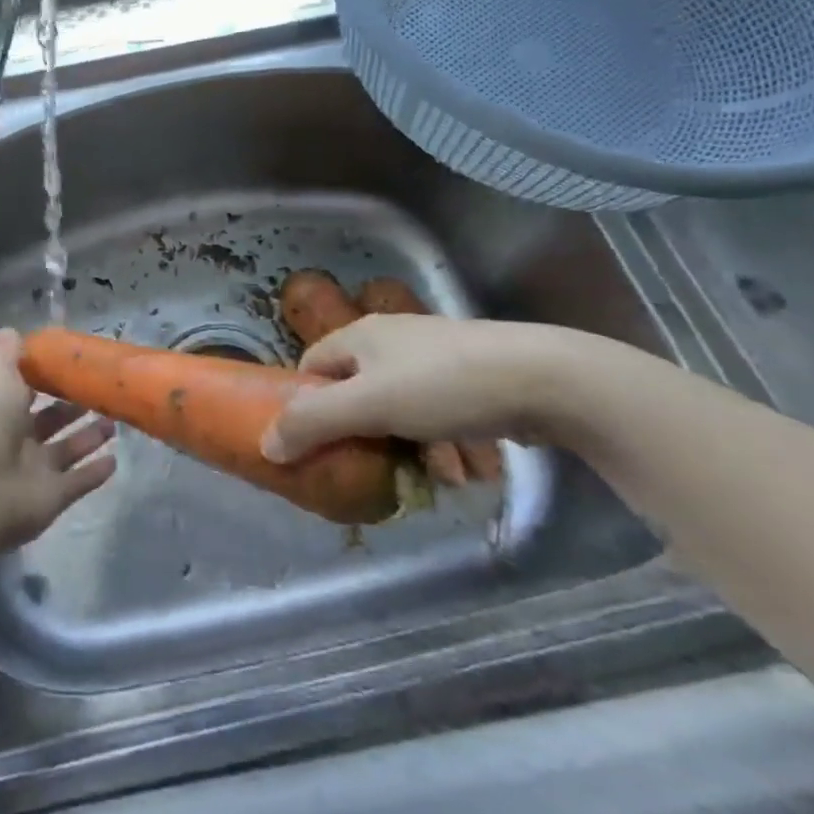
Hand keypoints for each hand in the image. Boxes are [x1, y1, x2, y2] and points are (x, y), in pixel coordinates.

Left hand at [0, 330, 116, 551]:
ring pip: (65, 448)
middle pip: (46, 417)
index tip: (71, 360)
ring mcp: (29, 469)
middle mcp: (8, 435)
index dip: (42, 373)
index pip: (18, 384)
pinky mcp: (48, 497)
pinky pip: (77, 482)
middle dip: (72, 405)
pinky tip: (116, 459)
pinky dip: (94, 472)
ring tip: (116, 420)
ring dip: (89, 436)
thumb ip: (7, 353)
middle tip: (102, 389)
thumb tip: (11, 330)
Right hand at [261, 314, 572, 464]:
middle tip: (368, 467)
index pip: (311, 367)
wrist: (547, 378)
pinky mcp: (471, 377)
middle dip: (361, 433)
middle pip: (355, 390)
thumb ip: (313, 423)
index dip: (305, 404)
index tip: (313, 443)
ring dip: (405, 445)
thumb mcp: (368, 405)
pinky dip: (440, 441)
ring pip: (399, 407)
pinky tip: (459, 469)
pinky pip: (437, 412)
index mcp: (360, 335)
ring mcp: (435, 357)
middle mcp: (393, 340)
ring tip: (424, 477)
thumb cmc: (444, 385)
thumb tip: (266, 446)